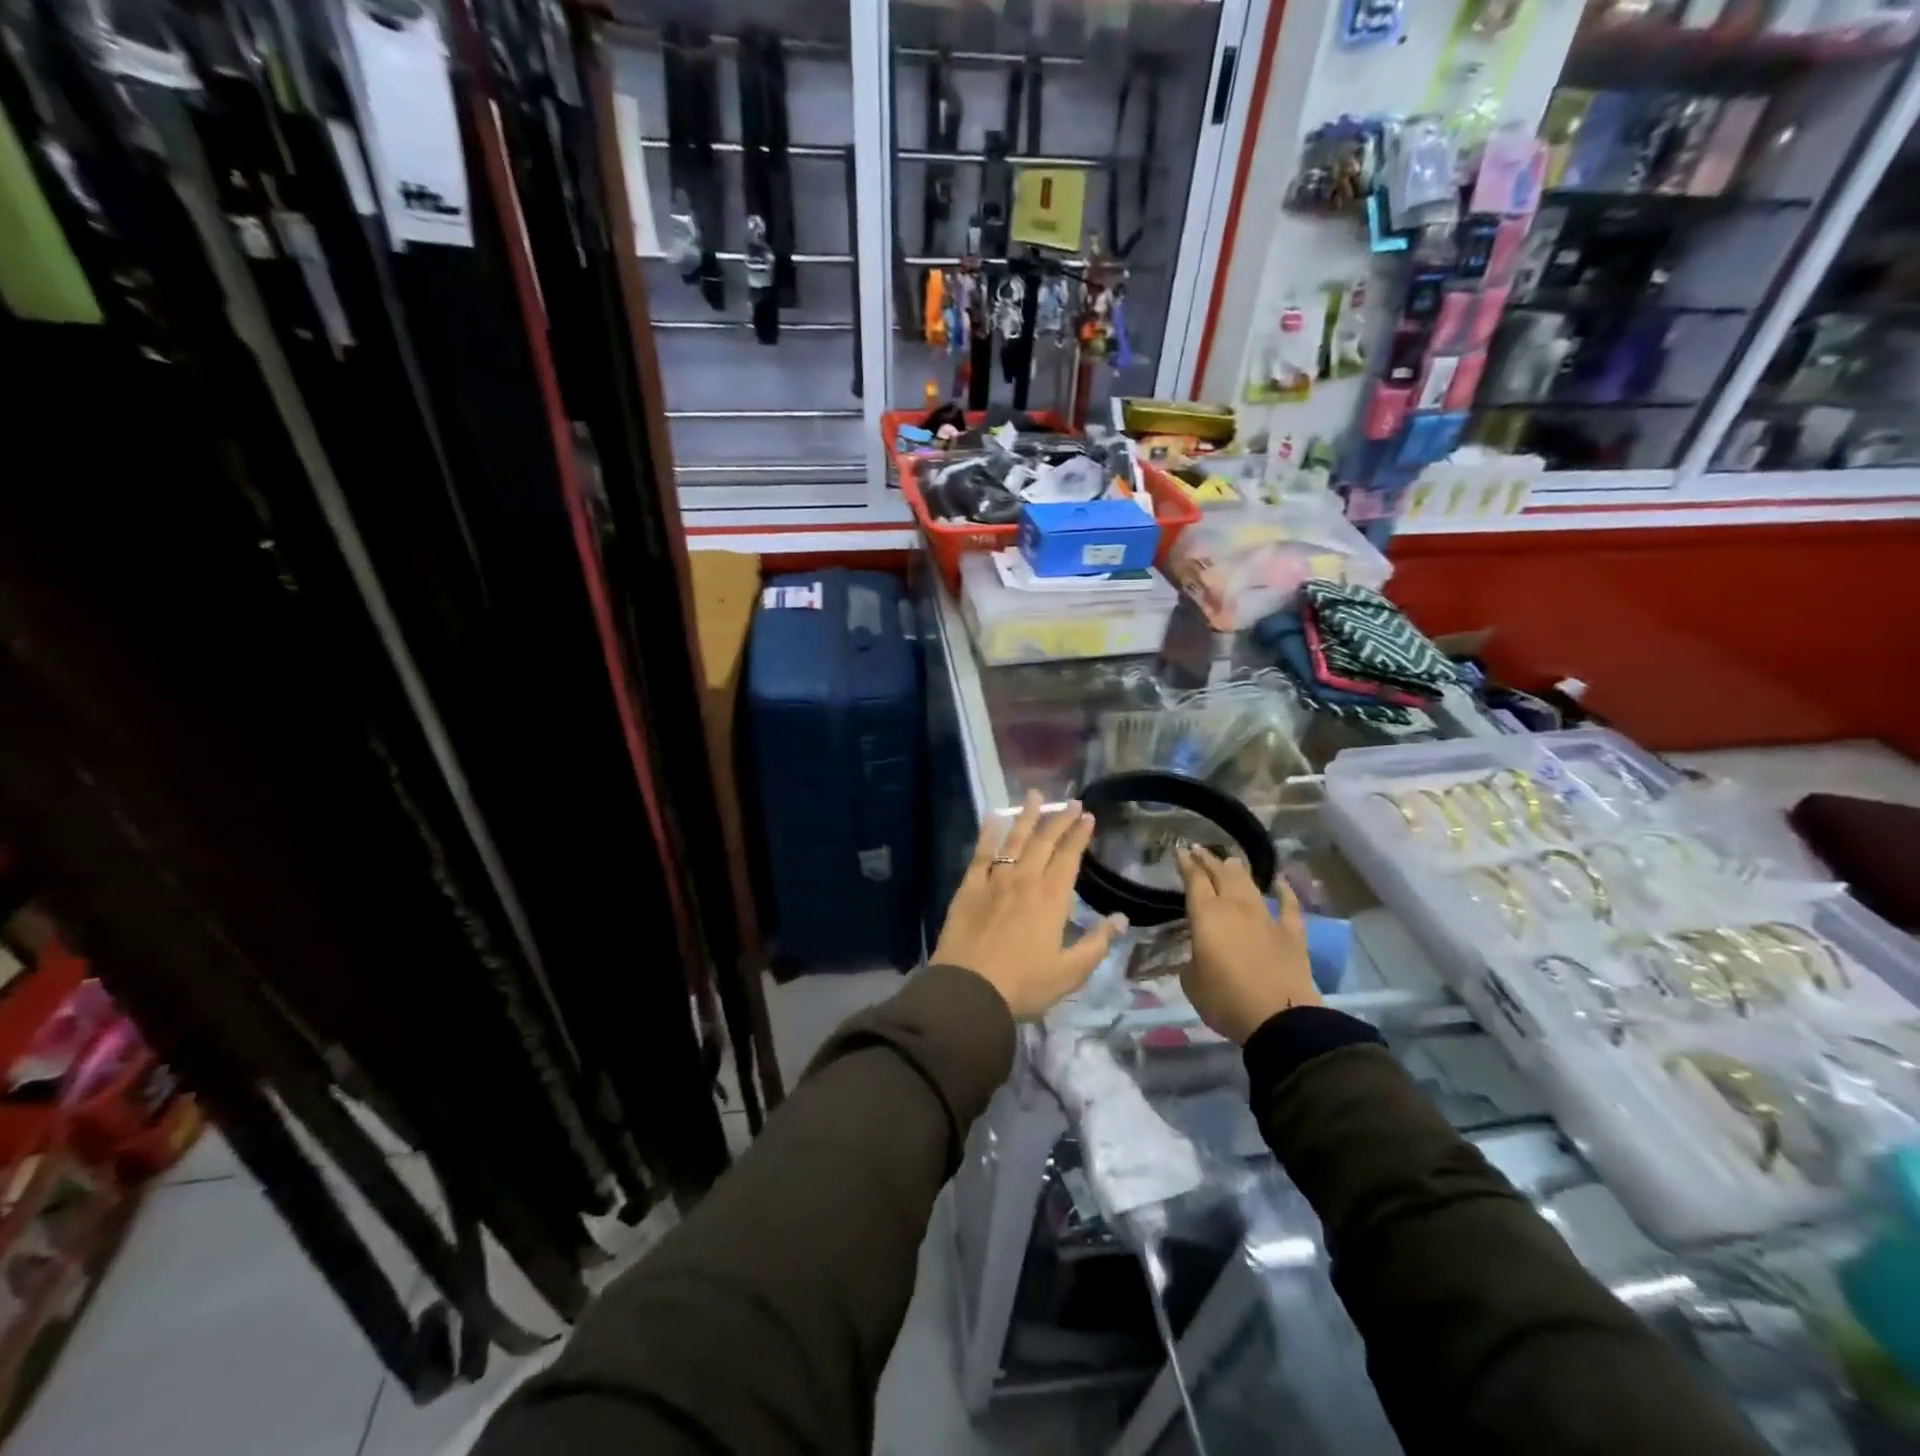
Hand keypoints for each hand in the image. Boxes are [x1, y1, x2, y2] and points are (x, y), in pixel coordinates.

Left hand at [933, 790, 1126, 1020]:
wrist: (968, 990)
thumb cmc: (1023, 985)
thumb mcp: (1069, 973)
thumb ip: (1096, 944)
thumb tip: (1120, 919)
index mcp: (1051, 898)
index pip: (1069, 857)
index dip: (1079, 835)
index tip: (1088, 816)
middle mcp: (1025, 880)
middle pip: (1043, 842)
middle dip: (1059, 819)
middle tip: (1070, 801)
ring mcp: (994, 881)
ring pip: (1013, 840)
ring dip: (1027, 816)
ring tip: (1036, 795)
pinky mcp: (968, 887)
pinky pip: (981, 853)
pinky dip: (988, 833)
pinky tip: (992, 817)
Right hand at [1175, 844, 1319, 1043]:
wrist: (1279, 1018)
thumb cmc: (1225, 999)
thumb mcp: (1191, 982)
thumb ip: (1191, 961)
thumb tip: (1198, 956)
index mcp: (1206, 915)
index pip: (1194, 879)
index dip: (1186, 863)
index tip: (1180, 851)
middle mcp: (1235, 907)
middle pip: (1221, 874)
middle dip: (1209, 860)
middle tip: (1200, 850)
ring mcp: (1266, 917)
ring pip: (1250, 884)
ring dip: (1238, 870)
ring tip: (1231, 860)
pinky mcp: (1292, 933)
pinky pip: (1289, 905)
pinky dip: (1284, 891)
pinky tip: (1281, 882)